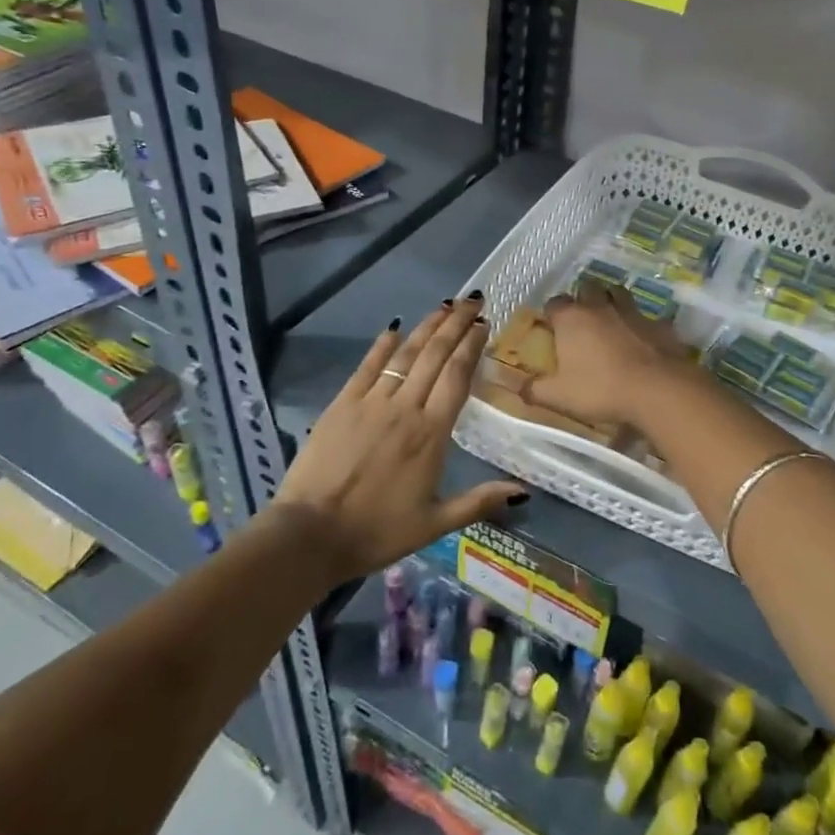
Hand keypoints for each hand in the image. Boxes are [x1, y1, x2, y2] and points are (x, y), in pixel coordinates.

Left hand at [271, 298, 522, 582]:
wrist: (310, 535)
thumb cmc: (377, 531)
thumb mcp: (434, 524)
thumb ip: (479, 501)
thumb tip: (523, 492)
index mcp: (431, 434)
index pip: (457, 377)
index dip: (471, 346)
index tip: (483, 324)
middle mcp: (405, 409)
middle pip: (435, 356)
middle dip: (456, 324)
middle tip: (472, 299)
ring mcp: (371, 403)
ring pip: (405, 355)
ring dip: (426, 327)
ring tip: (444, 306)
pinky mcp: (342, 405)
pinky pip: (367, 367)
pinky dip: (382, 345)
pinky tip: (393, 328)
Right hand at [529, 282, 690, 428]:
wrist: (657, 389)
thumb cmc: (601, 389)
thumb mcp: (559, 397)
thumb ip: (535, 390)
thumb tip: (519, 387)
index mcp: (572, 319)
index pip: (555, 303)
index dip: (552, 313)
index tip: (552, 328)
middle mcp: (600, 307)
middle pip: (588, 289)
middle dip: (583, 298)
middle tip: (582, 320)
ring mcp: (633, 311)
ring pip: (619, 293)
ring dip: (612, 301)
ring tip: (610, 320)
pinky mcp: (659, 323)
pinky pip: (646, 316)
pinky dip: (640, 323)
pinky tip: (642, 338)